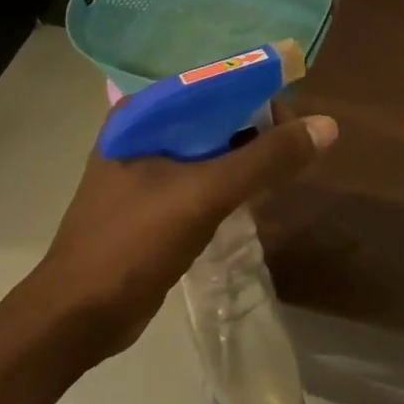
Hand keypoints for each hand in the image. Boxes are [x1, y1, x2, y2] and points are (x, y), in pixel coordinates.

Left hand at [13, 112, 338, 361]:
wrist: (75, 321)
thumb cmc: (132, 245)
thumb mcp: (206, 195)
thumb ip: (266, 158)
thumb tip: (327, 125)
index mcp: (143, 114)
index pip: (216, 82)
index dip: (261, 93)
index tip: (295, 122)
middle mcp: (144, 130)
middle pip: (218, 112)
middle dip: (259, 127)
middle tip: (294, 153)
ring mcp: (148, 165)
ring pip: (215, 144)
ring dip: (249, 154)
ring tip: (282, 174)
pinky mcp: (156, 197)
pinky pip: (207, 172)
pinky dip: (234, 178)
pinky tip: (256, 196)